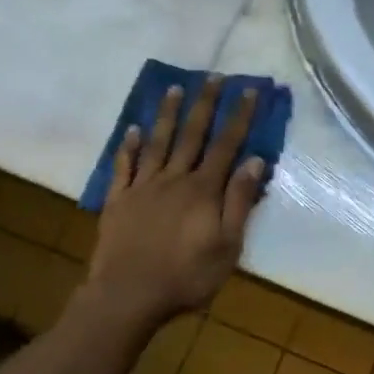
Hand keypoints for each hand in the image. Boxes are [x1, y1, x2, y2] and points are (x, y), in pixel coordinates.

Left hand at [85, 77, 266, 325]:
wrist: (127, 296)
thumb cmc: (186, 276)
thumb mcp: (227, 246)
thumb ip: (239, 202)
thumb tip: (254, 161)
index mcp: (203, 190)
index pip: (227, 146)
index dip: (239, 117)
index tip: (249, 91)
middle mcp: (174, 179)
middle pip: (192, 135)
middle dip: (205, 104)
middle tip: (212, 76)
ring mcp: (142, 188)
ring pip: (157, 143)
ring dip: (166, 115)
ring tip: (173, 88)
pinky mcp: (118, 201)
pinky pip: (123, 167)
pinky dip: (128, 147)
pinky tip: (132, 130)